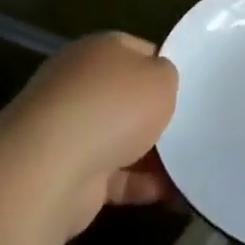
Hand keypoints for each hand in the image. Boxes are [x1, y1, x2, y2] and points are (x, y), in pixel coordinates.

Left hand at [0, 32, 178, 238]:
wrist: (50, 168)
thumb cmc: (113, 107)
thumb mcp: (161, 77)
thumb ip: (166, 75)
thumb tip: (158, 83)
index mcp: (98, 50)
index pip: (139, 51)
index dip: (166, 66)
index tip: (191, 88)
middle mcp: (78, 84)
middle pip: (127, 97)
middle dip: (157, 115)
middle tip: (194, 126)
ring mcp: (68, 130)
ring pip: (121, 138)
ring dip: (152, 154)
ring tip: (192, 165)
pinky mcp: (67, 172)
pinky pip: (114, 176)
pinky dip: (140, 185)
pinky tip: (171, 194)